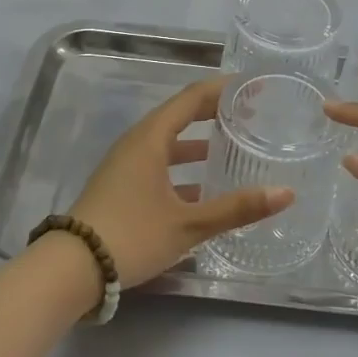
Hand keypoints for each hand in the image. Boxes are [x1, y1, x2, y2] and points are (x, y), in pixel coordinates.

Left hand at [69, 77, 293, 288]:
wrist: (71, 269)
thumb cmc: (132, 235)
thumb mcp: (189, 224)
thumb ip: (237, 208)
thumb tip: (286, 193)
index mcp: (151, 138)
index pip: (192, 98)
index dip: (223, 89)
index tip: (253, 87)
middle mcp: (137, 143)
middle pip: (180, 115)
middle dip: (215, 113)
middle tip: (251, 114)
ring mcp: (125, 164)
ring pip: (169, 142)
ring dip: (199, 142)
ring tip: (233, 147)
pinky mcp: (121, 186)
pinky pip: (159, 162)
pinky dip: (183, 166)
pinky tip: (204, 187)